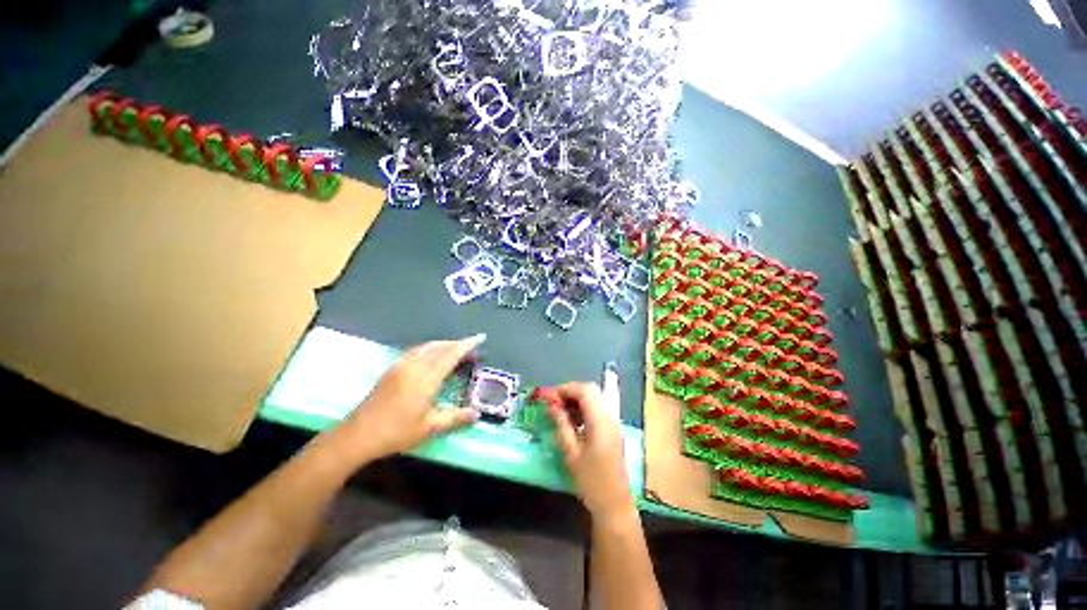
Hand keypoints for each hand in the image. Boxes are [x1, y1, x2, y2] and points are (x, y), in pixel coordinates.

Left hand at [339, 335, 484, 459]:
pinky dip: (430, 348)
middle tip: (470, 348)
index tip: (480, 337)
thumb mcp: (429, 427)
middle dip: (457, 344)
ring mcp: (401, 366)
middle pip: (440, 347)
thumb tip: (477, 414)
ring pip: (427, 346)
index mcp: (426, 379)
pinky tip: (431, 356)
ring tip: (455, 349)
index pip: (451, 355)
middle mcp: (414, 366)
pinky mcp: (392, 369)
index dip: (467, 345)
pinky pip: (416, 350)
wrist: (358, 435)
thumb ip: (455, 418)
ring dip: (444, 344)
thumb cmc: (396, 432)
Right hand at [548, 382, 634, 520]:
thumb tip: (551, 405)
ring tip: (561, 411)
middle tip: (554, 403)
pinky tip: (574, 421)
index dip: (566, 389)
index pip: (584, 391)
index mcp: (600, 421)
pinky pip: (599, 409)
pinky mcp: (614, 430)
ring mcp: (614, 422)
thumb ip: (561, 424)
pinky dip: (586, 408)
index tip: (549, 397)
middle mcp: (610, 416)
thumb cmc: (591, 481)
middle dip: (571, 392)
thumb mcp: (571, 453)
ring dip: (578, 399)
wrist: (614, 505)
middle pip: (591, 390)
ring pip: (596, 398)